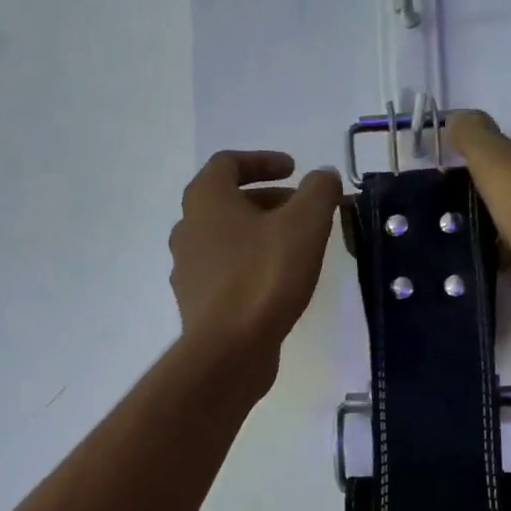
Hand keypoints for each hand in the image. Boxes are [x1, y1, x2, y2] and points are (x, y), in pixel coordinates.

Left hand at [169, 150, 341, 387]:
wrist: (230, 350)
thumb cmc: (265, 276)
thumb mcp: (305, 224)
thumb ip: (318, 191)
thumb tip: (323, 177)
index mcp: (205, 200)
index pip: (228, 163)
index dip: (262, 161)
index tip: (293, 169)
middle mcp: (187, 229)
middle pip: (227, 203)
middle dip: (266, 201)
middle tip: (301, 212)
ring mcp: (188, 270)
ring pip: (225, 240)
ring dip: (258, 236)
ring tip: (294, 249)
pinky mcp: (197, 304)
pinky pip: (225, 274)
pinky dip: (250, 267)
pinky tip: (277, 284)